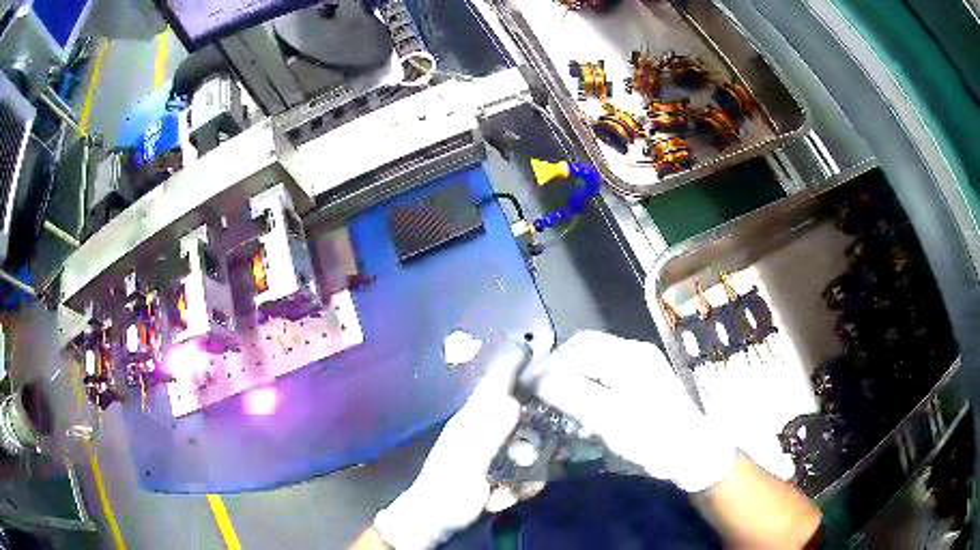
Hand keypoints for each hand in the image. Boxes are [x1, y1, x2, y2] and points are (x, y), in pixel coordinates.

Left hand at [374, 336, 526, 548]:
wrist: (436, 520)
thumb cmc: (446, 490)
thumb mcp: (467, 462)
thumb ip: (488, 432)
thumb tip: (513, 401)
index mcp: (474, 419)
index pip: (496, 383)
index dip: (514, 365)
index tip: (534, 351)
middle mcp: (487, 429)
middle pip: (525, 416)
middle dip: (536, 439)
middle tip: (529, 460)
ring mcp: (496, 452)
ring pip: (531, 446)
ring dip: (530, 470)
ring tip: (508, 490)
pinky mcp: (503, 470)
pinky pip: (529, 469)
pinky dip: (525, 485)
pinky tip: (506, 498)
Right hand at [529, 330, 734, 492]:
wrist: (695, 452)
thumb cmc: (656, 443)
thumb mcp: (612, 425)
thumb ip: (575, 398)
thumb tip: (539, 381)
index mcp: (628, 361)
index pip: (573, 356)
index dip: (542, 372)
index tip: (521, 389)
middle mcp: (633, 351)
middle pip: (580, 346)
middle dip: (552, 365)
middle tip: (534, 390)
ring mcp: (639, 358)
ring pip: (589, 351)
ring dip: (565, 366)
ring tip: (551, 389)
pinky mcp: (642, 369)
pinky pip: (602, 359)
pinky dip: (581, 370)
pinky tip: (577, 389)